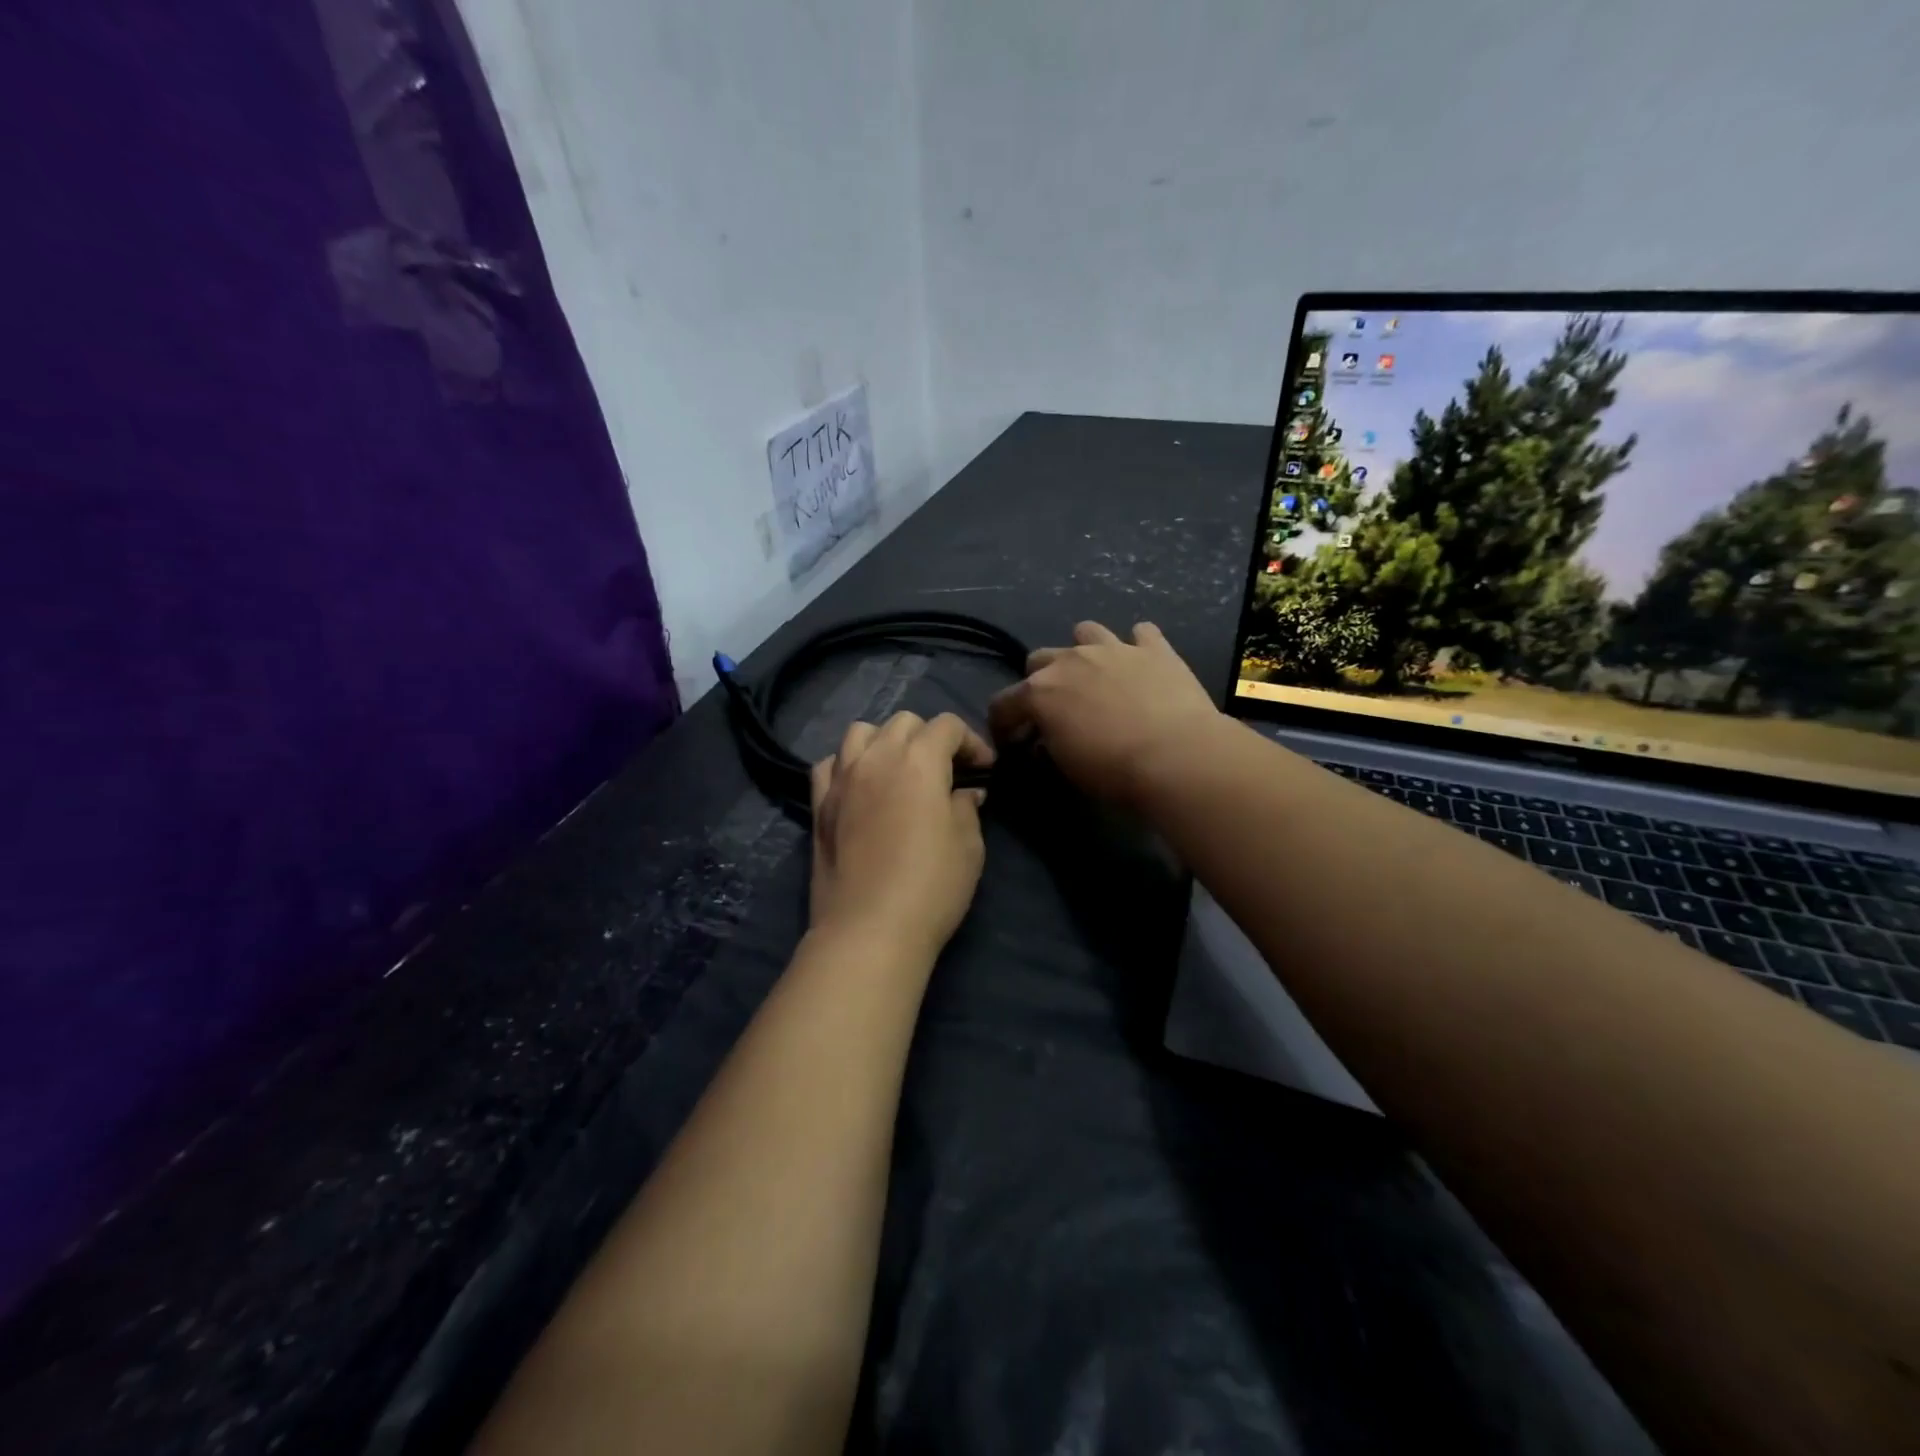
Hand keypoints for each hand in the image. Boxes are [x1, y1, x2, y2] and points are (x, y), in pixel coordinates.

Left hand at [809, 712, 993, 960]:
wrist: (869, 930)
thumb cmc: (931, 887)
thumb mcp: (968, 847)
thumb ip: (966, 808)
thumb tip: (964, 793)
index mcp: (919, 761)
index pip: (947, 726)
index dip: (971, 741)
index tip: (984, 770)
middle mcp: (877, 758)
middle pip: (904, 722)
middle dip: (930, 737)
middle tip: (946, 770)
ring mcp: (842, 779)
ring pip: (860, 732)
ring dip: (885, 740)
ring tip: (899, 769)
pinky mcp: (819, 805)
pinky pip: (830, 764)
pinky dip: (848, 764)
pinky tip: (860, 785)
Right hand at [987, 621, 1220, 806]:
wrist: (1177, 757)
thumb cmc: (1114, 771)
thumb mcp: (1066, 768)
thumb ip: (1049, 746)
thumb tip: (1046, 740)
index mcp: (1039, 693)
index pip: (1002, 704)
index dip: (1002, 725)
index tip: (1011, 744)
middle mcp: (1070, 660)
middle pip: (1039, 660)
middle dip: (1040, 682)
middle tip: (1056, 710)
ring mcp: (1113, 648)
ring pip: (1086, 632)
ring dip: (1084, 652)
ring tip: (1096, 676)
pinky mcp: (1154, 648)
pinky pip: (1141, 633)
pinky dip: (1138, 646)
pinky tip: (1142, 665)